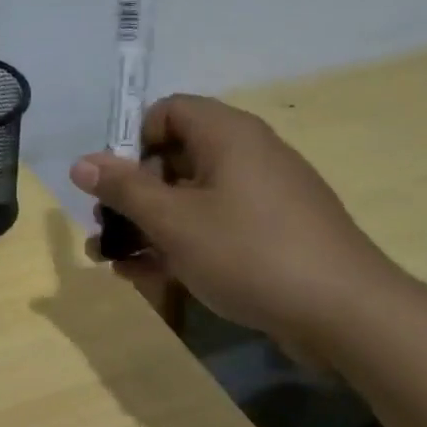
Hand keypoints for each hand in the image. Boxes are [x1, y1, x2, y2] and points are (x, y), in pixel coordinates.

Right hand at [69, 95, 400, 355]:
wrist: (345, 315)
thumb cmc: (249, 252)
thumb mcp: (172, 221)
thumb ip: (123, 189)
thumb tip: (81, 163)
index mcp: (227, 136)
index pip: (167, 110)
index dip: (131, 140)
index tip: (112, 182)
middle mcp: (246, 156)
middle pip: (172, 157)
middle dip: (130, 193)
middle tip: (105, 227)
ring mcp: (261, 197)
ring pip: (188, 198)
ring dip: (147, 225)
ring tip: (113, 260)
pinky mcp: (270, 234)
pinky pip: (212, 226)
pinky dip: (179, 243)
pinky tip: (146, 275)